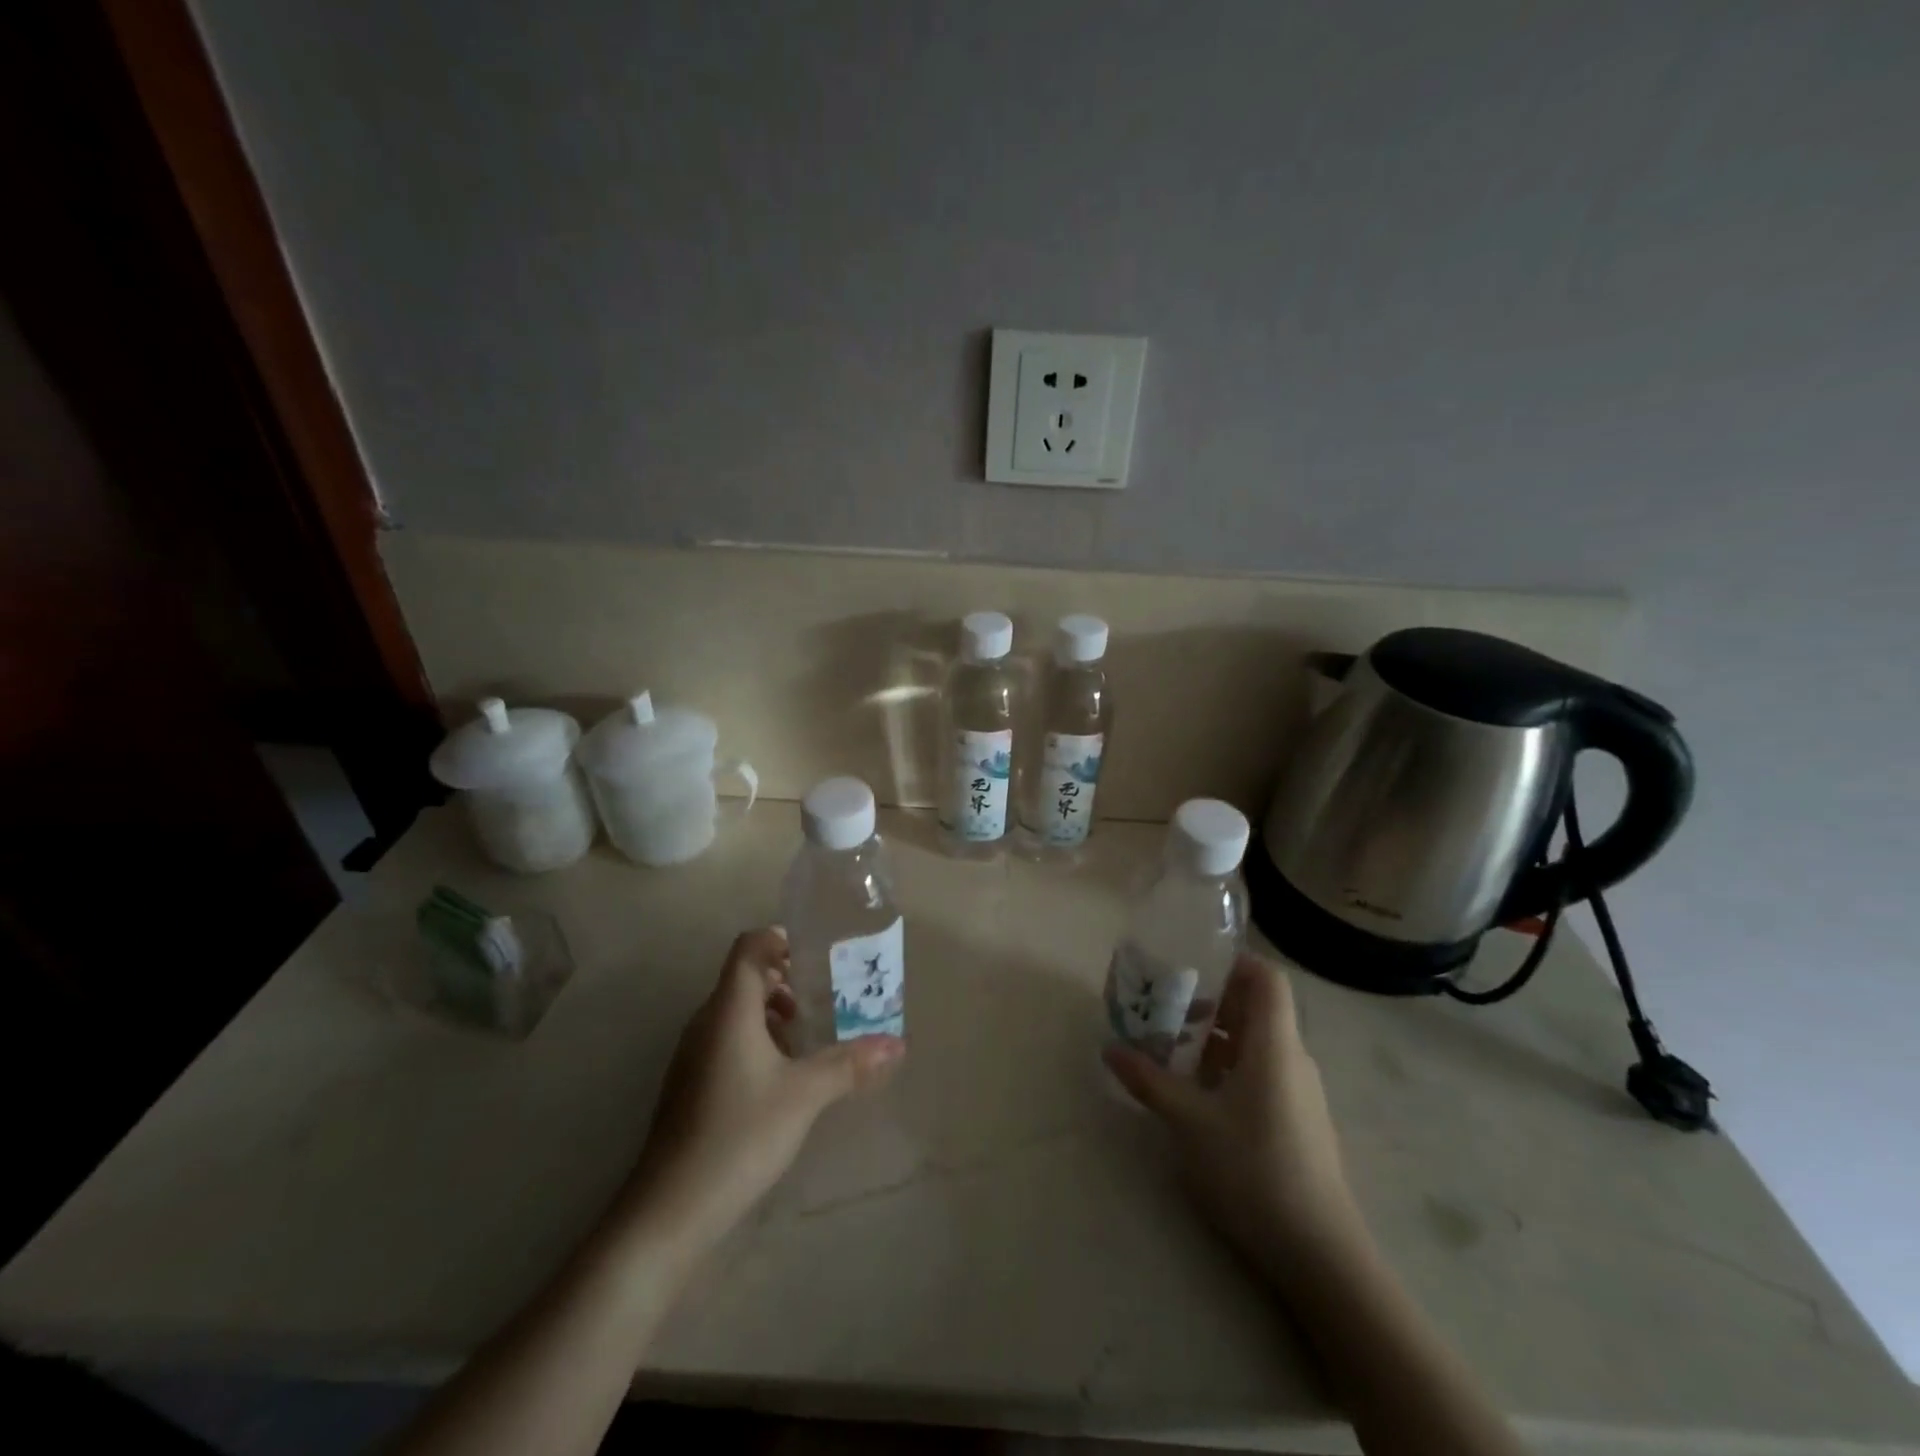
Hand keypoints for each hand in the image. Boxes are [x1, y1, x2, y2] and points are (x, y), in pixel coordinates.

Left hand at [621, 928, 904, 1253]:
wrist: (669, 1210)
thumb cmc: (739, 1134)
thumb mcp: (804, 1095)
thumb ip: (849, 1064)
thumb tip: (896, 1044)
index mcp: (728, 1010)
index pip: (748, 947)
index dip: (780, 939)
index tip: (817, 954)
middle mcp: (706, 1022)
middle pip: (745, 978)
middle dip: (786, 979)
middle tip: (827, 995)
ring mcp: (693, 1055)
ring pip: (736, 1012)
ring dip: (773, 1013)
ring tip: (810, 1037)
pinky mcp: (691, 1084)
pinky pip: (727, 1040)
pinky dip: (758, 1040)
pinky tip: (783, 1076)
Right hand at [1104, 951, 1364, 1285]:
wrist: (1320, 1254)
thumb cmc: (1253, 1168)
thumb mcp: (1189, 1121)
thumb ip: (1148, 1080)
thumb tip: (1109, 1049)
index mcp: (1275, 1044)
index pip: (1267, 978)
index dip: (1234, 962)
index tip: (1192, 964)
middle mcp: (1293, 1059)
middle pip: (1257, 1009)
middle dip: (1212, 1001)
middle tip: (1167, 1007)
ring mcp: (1300, 1093)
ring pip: (1257, 1044)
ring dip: (1217, 1039)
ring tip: (1173, 1050)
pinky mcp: (1299, 1122)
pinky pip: (1263, 1074)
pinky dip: (1230, 1069)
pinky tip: (1199, 1095)